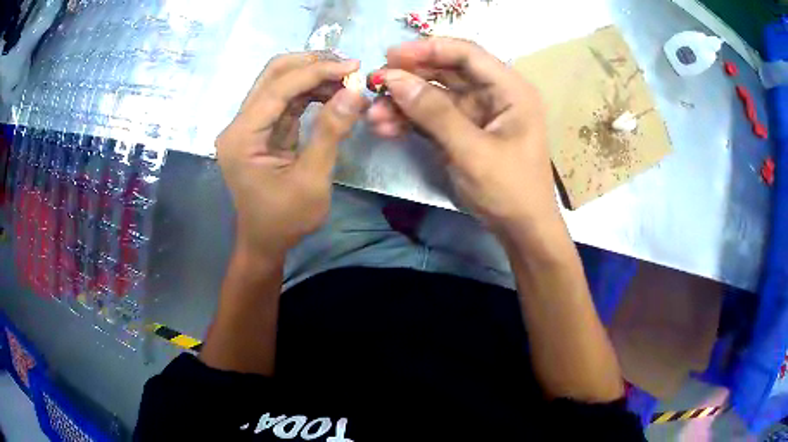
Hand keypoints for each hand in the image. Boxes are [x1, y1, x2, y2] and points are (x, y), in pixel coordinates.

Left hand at [217, 52, 367, 257]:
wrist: (265, 241)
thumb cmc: (285, 219)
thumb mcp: (312, 179)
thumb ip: (330, 132)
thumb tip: (354, 92)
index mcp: (242, 137)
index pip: (277, 88)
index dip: (315, 72)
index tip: (352, 66)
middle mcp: (239, 125)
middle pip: (272, 75)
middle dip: (311, 65)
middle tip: (348, 67)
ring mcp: (249, 126)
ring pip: (279, 83)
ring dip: (313, 76)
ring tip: (346, 80)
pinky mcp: (262, 130)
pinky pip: (285, 100)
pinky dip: (310, 92)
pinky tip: (333, 93)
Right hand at [368, 38, 558, 234]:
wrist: (521, 231)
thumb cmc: (510, 190)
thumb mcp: (472, 151)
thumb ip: (434, 112)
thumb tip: (393, 79)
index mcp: (510, 90)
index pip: (467, 54)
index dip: (428, 49)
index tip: (390, 55)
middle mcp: (494, 95)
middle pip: (447, 72)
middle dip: (409, 77)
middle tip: (374, 83)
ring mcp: (477, 114)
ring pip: (435, 96)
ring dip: (404, 103)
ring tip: (372, 114)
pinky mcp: (463, 132)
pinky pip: (432, 118)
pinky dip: (410, 121)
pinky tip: (385, 127)